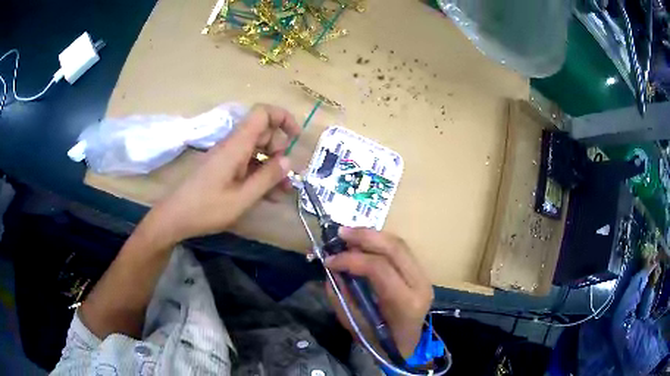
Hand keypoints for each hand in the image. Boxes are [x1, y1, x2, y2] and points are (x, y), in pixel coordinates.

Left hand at [145, 104, 299, 243]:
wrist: (175, 216)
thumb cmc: (207, 208)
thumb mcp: (242, 198)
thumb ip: (267, 178)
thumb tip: (289, 161)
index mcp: (236, 145)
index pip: (263, 113)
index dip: (283, 118)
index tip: (296, 138)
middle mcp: (232, 145)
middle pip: (263, 132)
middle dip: (280, 150)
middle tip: (287, 176)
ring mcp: (227, 156)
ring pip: (257, 150)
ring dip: (272, 166)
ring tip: (283, 191)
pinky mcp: (223, 167)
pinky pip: (247, 163)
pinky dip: (260, 174)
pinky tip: (269, 195)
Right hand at [324, 227, 433, 357]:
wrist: (406, 347)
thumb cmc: (380, 344)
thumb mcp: (355, 325)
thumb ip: (342, 297)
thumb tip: (331, 270)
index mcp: (406, 303)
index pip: (380, 269)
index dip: (351, 260)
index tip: (329, 261)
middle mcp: (420, 285)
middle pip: (395, 248)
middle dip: (365, 236)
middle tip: (340, 233)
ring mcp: (424, 277)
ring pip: (400, 245)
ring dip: (372, 236)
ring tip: (349, 235)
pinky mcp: (420, 273)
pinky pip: (400, 251)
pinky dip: (380, 243)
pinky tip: (364, 243)